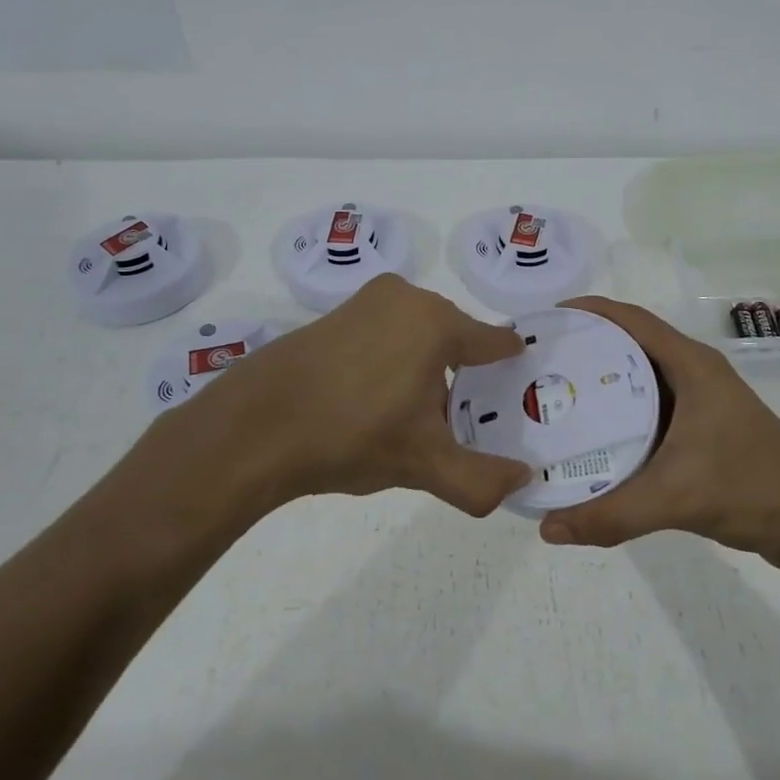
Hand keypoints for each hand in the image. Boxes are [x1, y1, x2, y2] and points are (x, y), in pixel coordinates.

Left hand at [161, 274, 531, 517]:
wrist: (256, 427)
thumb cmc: (353, 436)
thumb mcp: (424, 465)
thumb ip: (482, 479)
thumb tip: (523, 481)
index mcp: (437, 322)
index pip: (496, 341)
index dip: (510, 370)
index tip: (517, 396)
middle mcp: (406, 298)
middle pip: (456, 338)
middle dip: (464, 376)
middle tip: (461, 422)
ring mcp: (366, 302)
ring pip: (419, 335)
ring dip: (426, 370)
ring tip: (415, 418)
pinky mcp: (334, 314)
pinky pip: (384, 333)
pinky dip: (392, 361)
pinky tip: (374, 402)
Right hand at [536, 297, 779, 564]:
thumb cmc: (751, 489)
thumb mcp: (676, 498)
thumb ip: (611, 514)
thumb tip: (547, 528)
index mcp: (692, 365)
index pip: (632, 320)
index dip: (589, 311)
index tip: (546, 318)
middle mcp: (695, 373)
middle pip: (630, 345)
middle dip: (586, 346)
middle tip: (539, 362)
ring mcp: (702, 401)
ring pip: (640, 378)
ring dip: (602, 381)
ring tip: (554, 395)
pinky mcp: (704, 429)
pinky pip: (651, 408)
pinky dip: (620, 413)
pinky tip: (594, 436)